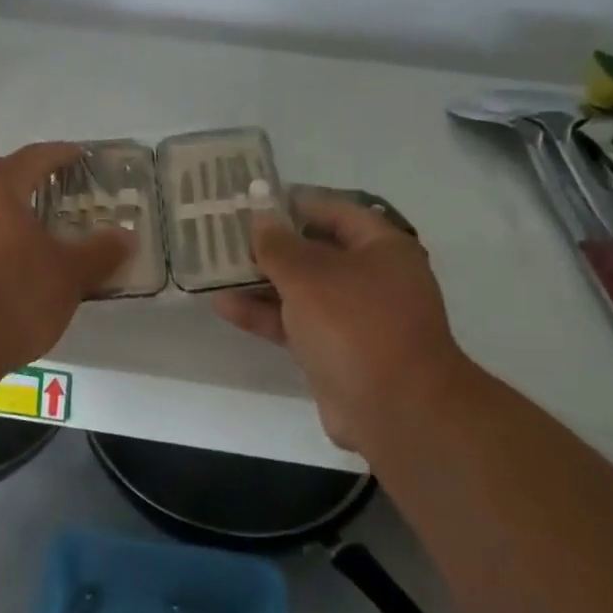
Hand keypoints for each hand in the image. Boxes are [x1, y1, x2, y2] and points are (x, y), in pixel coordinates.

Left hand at [0, 142, 134, 373]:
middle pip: (1, 176)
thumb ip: (100, 252)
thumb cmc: (14, 291)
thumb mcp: (69, 273)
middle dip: (29, 179)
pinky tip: (19, 262)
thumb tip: (126, 237)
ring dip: (12, 212)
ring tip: (44, 230)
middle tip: (59, 192)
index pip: (35, 157)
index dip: (62, 155)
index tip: (81, 157)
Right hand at [213, 190, 468, 452]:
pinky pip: (297, 323)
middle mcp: (372, 278)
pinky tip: (225, 306)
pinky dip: (266, 315)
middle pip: (316, 250)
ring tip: (217, 270)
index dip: (295, 203)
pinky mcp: (336, 351)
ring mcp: (354, 317)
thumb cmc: (355, 324)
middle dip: (271, 246)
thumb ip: (279, 246)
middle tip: (227, 237)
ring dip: (262, 282)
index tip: (254, 202)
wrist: (395, 410)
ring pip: (302, 290)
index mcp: (380, 247)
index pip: (335, 210)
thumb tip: (261, 221)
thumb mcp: (310, 275)